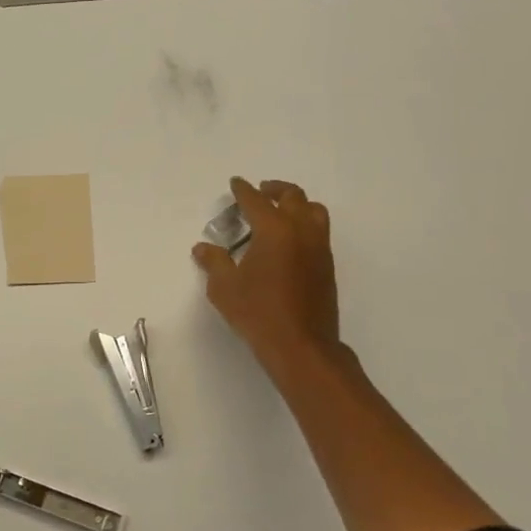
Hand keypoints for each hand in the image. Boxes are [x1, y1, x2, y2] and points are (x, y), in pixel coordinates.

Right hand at [192, 177, 340, 368]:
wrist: (302, 346)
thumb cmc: (258, 313)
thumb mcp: (225, 288)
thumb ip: (214, 262)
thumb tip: (202, 248)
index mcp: (274, 230)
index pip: (256, 200)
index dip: (243, 190)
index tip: (236, 183)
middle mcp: (301, 231)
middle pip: (292, 196)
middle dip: (274, 190)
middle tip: (260, 192)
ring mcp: (319, 248)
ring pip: (313, 210)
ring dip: (296, 203)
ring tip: (281, 211)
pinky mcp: (327, 265)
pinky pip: (319, 231)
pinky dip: (305, 223)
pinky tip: (290, 240)